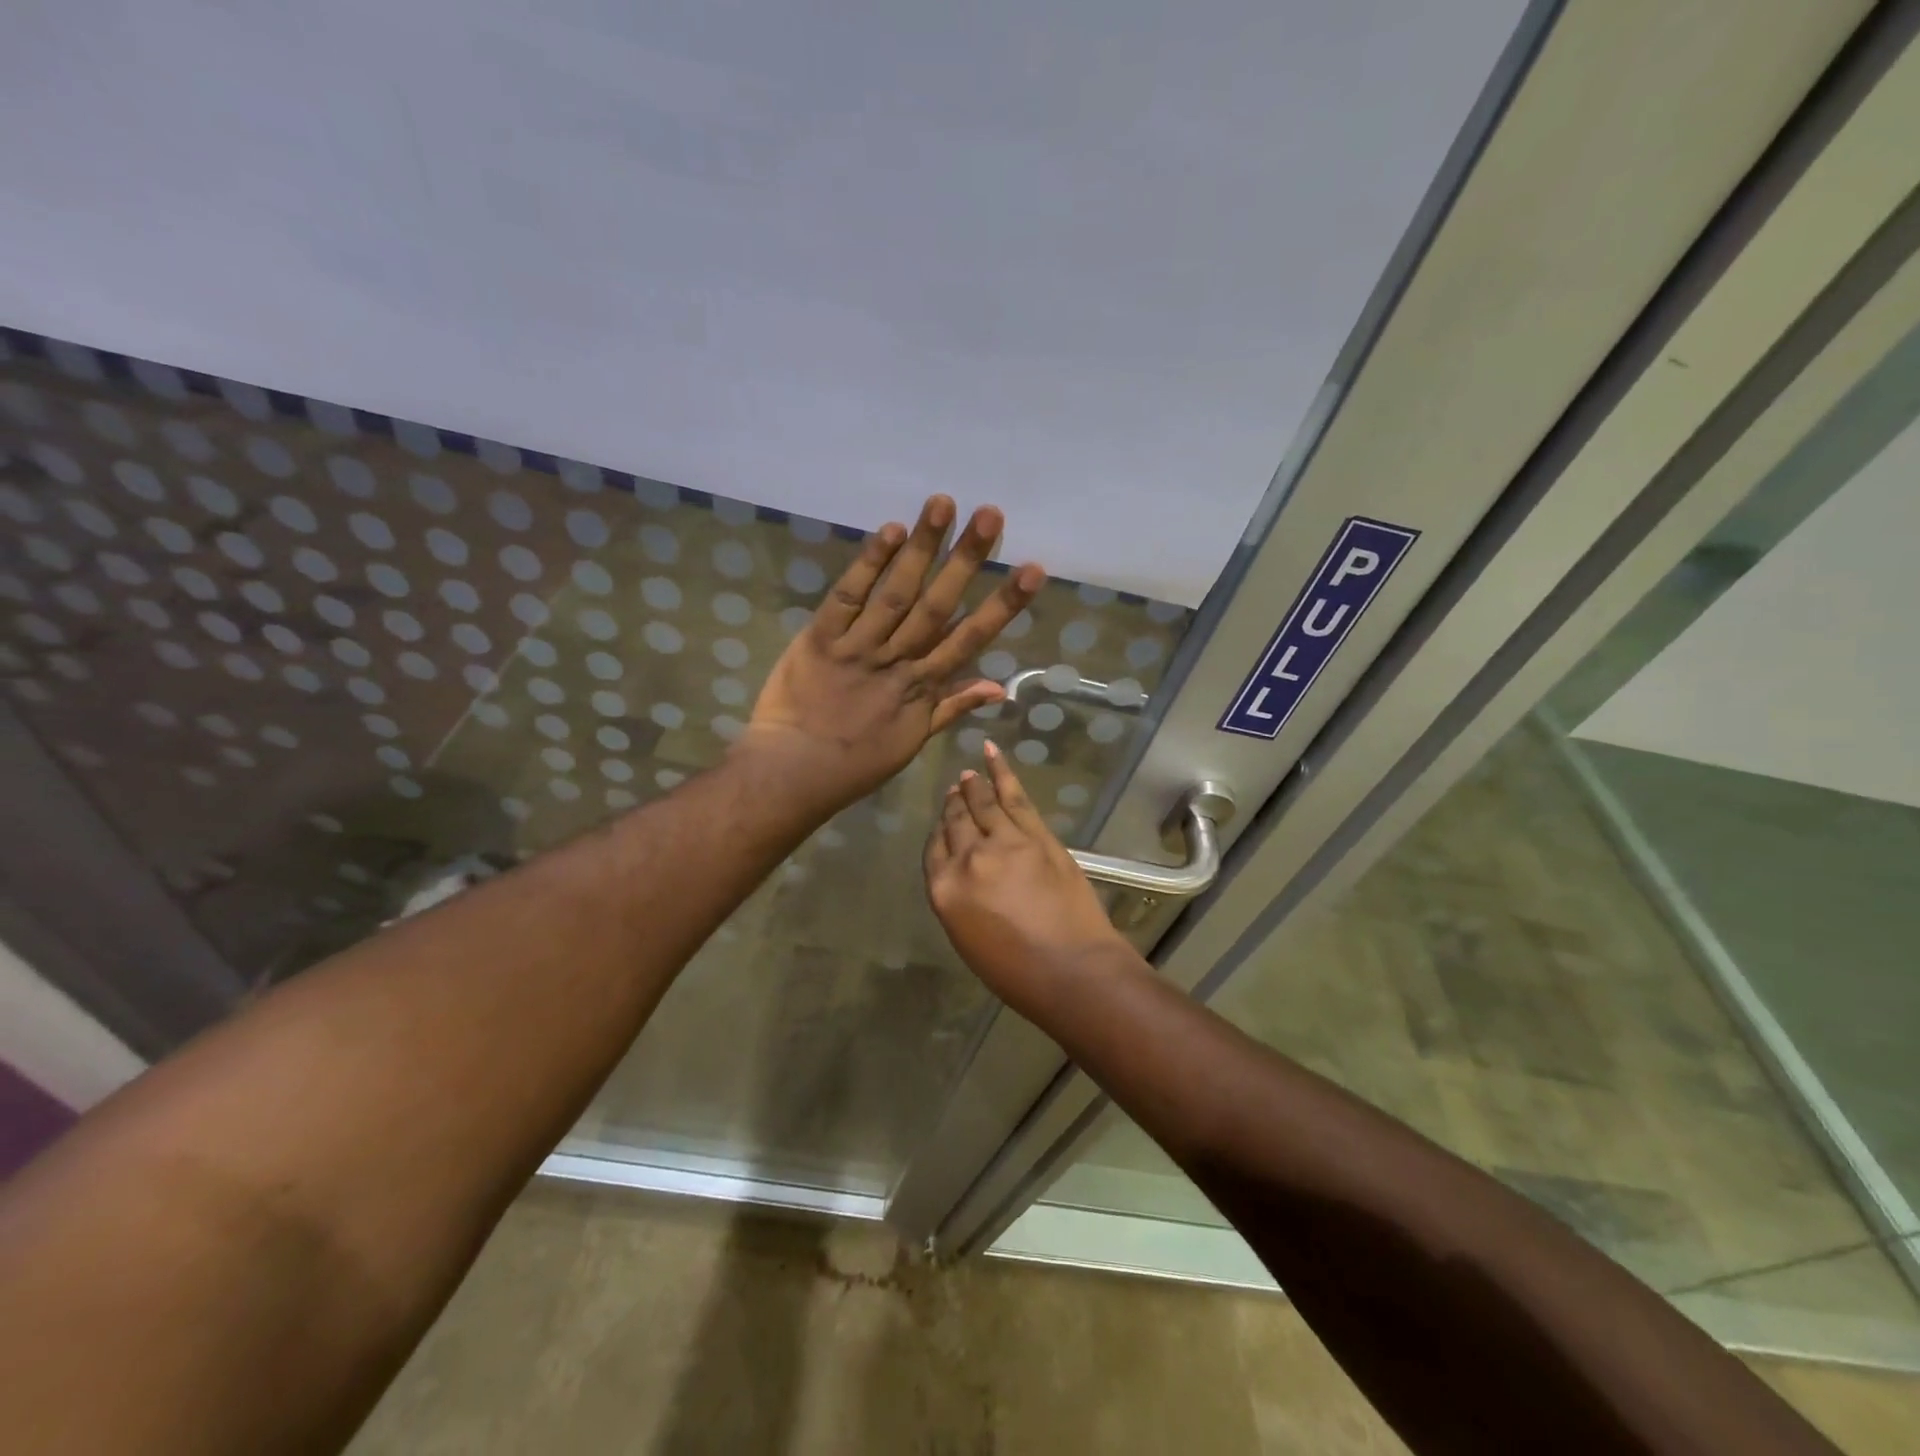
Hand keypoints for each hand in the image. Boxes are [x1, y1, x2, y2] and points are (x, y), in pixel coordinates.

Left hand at [743, 494, 1044, 812]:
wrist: (794, 773)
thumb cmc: (856, 763)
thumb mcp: (912, 741)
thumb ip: (953, 707)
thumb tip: (999, 687)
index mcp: (922, 687)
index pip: (970, 638)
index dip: (1003, 604)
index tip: (1031, 570)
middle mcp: (897, 660)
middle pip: (937, 605)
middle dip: (966, 559)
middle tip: (990, 514)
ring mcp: (858, 648)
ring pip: (895, 593)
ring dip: (921, 548)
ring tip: (943, 504)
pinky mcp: (820, 639)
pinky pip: (846, 598)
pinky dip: (867, 565)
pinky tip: (890, 531)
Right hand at [924, 742, 1129, 1004]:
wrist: (1072, 970)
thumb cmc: (1016, 972)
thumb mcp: (968, 939)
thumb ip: (959, 898)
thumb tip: (965, 872)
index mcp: (945, 890)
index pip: (934, 849)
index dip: (940, 833)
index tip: (943, 823)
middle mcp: (968, 858)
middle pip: (956, 822)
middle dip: (954, 804)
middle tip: (955, 790)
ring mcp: (1005, 842)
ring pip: (983, 803)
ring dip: (974, 786)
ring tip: (969, 773)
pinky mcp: (1037, 835)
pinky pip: (1014, 797)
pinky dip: (1002, 773)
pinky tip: (992, 756)